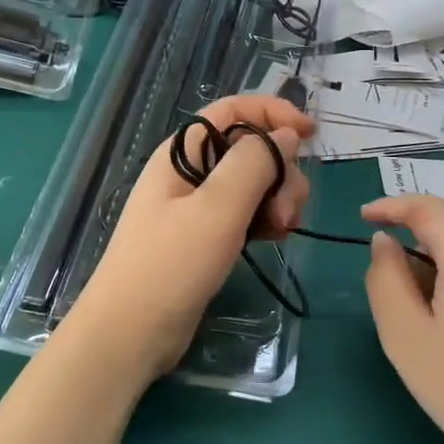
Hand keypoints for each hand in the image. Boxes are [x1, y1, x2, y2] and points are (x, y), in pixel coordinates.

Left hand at [63, 94, 314, 385]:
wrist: (131, 333)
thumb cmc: (170, 265)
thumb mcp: (217, 208)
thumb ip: (254, 163)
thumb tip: (286, 134)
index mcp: (184, 152)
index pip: (233, 110)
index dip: (273, 113)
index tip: (312, 133)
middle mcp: (191, 171)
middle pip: (250, 149)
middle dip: (280, 171)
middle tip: (286, 213)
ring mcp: (198, 205)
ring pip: (254, 183)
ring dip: (278, 198)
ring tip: (280, 230)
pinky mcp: (206, 236)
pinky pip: (247, 212)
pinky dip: (266, 220)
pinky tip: (274, 240)